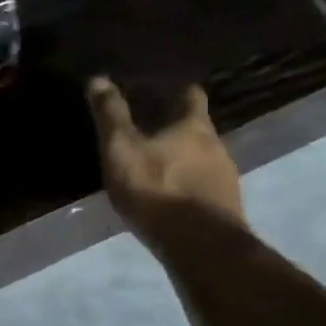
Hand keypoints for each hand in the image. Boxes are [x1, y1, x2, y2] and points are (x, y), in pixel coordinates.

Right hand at [87, 76, 244, 244]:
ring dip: (185, 162)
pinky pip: (206, 190)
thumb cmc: (158, 189)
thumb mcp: (122, 149)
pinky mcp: (227, 210)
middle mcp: (218, 147)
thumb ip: (111, 115)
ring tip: (160, 169)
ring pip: (204, 161)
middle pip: (199, 130)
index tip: (164, 91)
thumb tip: (98, 78)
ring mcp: (227, 180)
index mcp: (195, 126)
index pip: (192, 95)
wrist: (201, 247)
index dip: (179, 91)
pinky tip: (173, 201)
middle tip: (152, 132)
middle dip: (179, 130)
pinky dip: (190, 189)